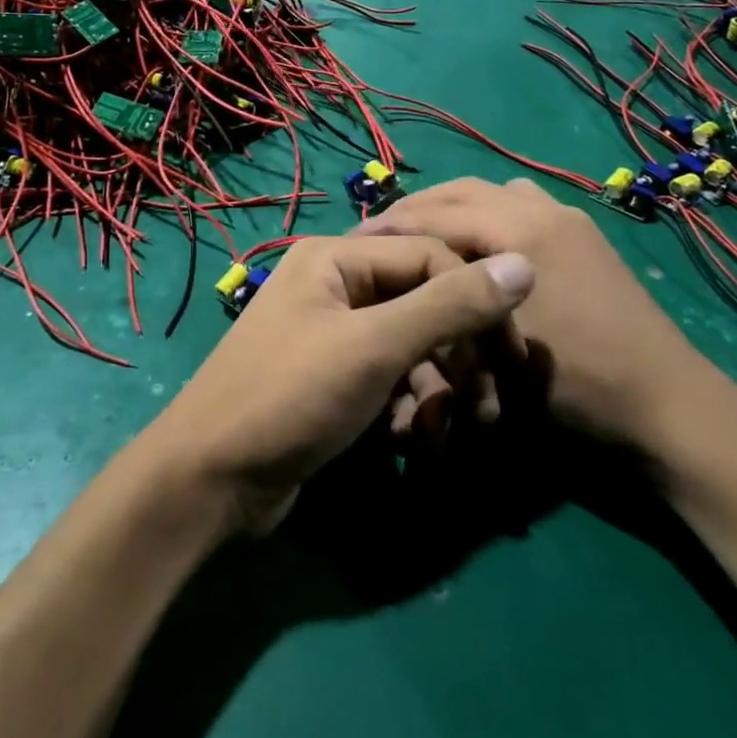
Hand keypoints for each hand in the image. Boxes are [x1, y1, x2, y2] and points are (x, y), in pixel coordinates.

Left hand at [145, 235, 533, 535]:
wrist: (212, 481)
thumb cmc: (291, 396)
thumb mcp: (375, 346)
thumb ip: (450, 305)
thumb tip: (524, 265)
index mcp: (337, 257)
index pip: (431, 257)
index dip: (477, 301)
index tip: (513, 354)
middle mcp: (335, 286)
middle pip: (422, 303)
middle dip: (458, 355)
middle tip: (488, 404)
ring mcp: (333, 335)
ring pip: (410, 347)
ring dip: (436, 389)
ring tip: (442, 434)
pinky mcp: (333, 380)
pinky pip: (389, 378)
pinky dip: (407, 407)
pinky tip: (410, 442)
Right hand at [359, 178, 736, 459]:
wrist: (667, 408)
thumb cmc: (576, 387)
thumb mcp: (497, 353)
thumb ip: (447, 305)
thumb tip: (399, 287)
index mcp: (520, 230)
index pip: (436, 212)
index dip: (390, 225)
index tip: (354, 241)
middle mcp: (543, 210)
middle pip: (461, 190)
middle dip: (416, 208)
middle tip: (380, 234)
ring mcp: (569, 221)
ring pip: (493, 193)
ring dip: (452, 208)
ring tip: (422, 237)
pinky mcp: (583, 238)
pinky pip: (522, 207)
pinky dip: (488, 215)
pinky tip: (477, 248)